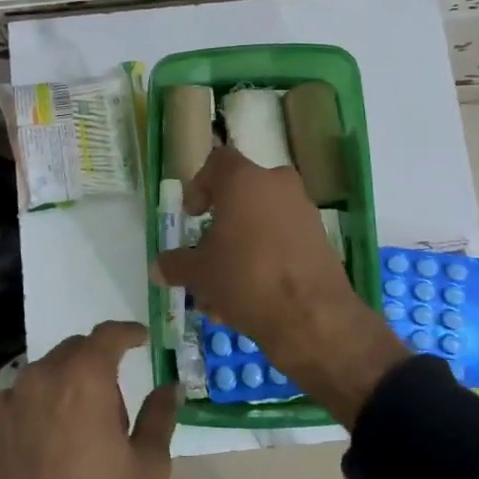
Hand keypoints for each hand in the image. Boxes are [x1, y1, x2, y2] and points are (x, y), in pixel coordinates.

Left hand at [0, 321, 179, 478]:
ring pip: (36, 383)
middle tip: (109, 402)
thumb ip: (160, 415)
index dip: (127, 333)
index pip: (107, 335)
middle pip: (69, 354)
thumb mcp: (149, 466)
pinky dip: (27, 423)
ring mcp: (0, 409)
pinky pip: (9, 415)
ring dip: (57, 394)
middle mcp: (36, 380)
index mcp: (82, 379)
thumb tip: (169, 387)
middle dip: (92, 366)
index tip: (140, 339)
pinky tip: (38, 460)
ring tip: (71, 437)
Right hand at [154, 146, 404, 425]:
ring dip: (242, 248)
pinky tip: (251, 299)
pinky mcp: (320, 239)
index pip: (217, 162)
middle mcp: (277, 185)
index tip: (193, 216)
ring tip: (224, 292)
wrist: (311, 316)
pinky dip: (266, 260)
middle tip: (207, 255)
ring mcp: (303, 211)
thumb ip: (176, 264)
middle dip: (222, 225)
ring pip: (262, 222)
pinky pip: (283, 241)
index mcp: (244, 180)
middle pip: (242, 196)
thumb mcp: (200, 273)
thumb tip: (158, 266)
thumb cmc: (245, 279)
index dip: (200, 186)